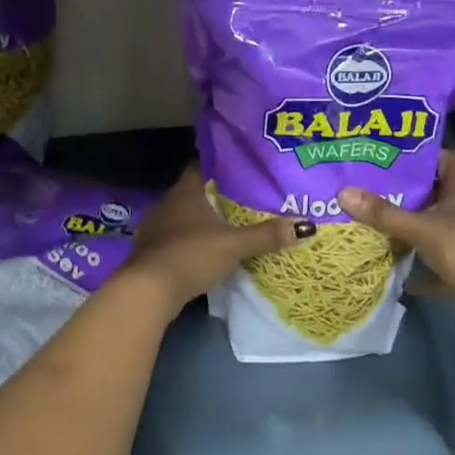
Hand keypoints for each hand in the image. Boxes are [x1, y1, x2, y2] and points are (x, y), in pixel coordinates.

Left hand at [122, 166, 315, 313]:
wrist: (148, 290)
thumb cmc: (191, 255)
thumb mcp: (234, 245)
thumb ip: (267, 235)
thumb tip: (306, 225)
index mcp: (186, 191)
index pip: (202, 165)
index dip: (220, 164)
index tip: (240, 166)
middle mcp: (167, 202)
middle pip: (194, 190)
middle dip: (215, 193)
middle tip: (242, 196)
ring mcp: (155, 226)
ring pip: (182, 214)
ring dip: (200, 218)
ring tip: (227, 222)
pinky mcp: (149, 249)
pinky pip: (174, 235)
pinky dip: (188, 238)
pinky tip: (203, 247)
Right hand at [337, 151, 454, 332]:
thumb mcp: (421, 227)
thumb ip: (383, 213)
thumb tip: (343, 193)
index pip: (443, 160)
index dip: (419, 156)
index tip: (389, 156)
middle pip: (432, 195)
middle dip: (403, 194)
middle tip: (367, 188)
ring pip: (430, 229)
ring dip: (407, 230)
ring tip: (370, 222)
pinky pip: (433, 265)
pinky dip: (415, 269)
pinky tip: (390, 268)